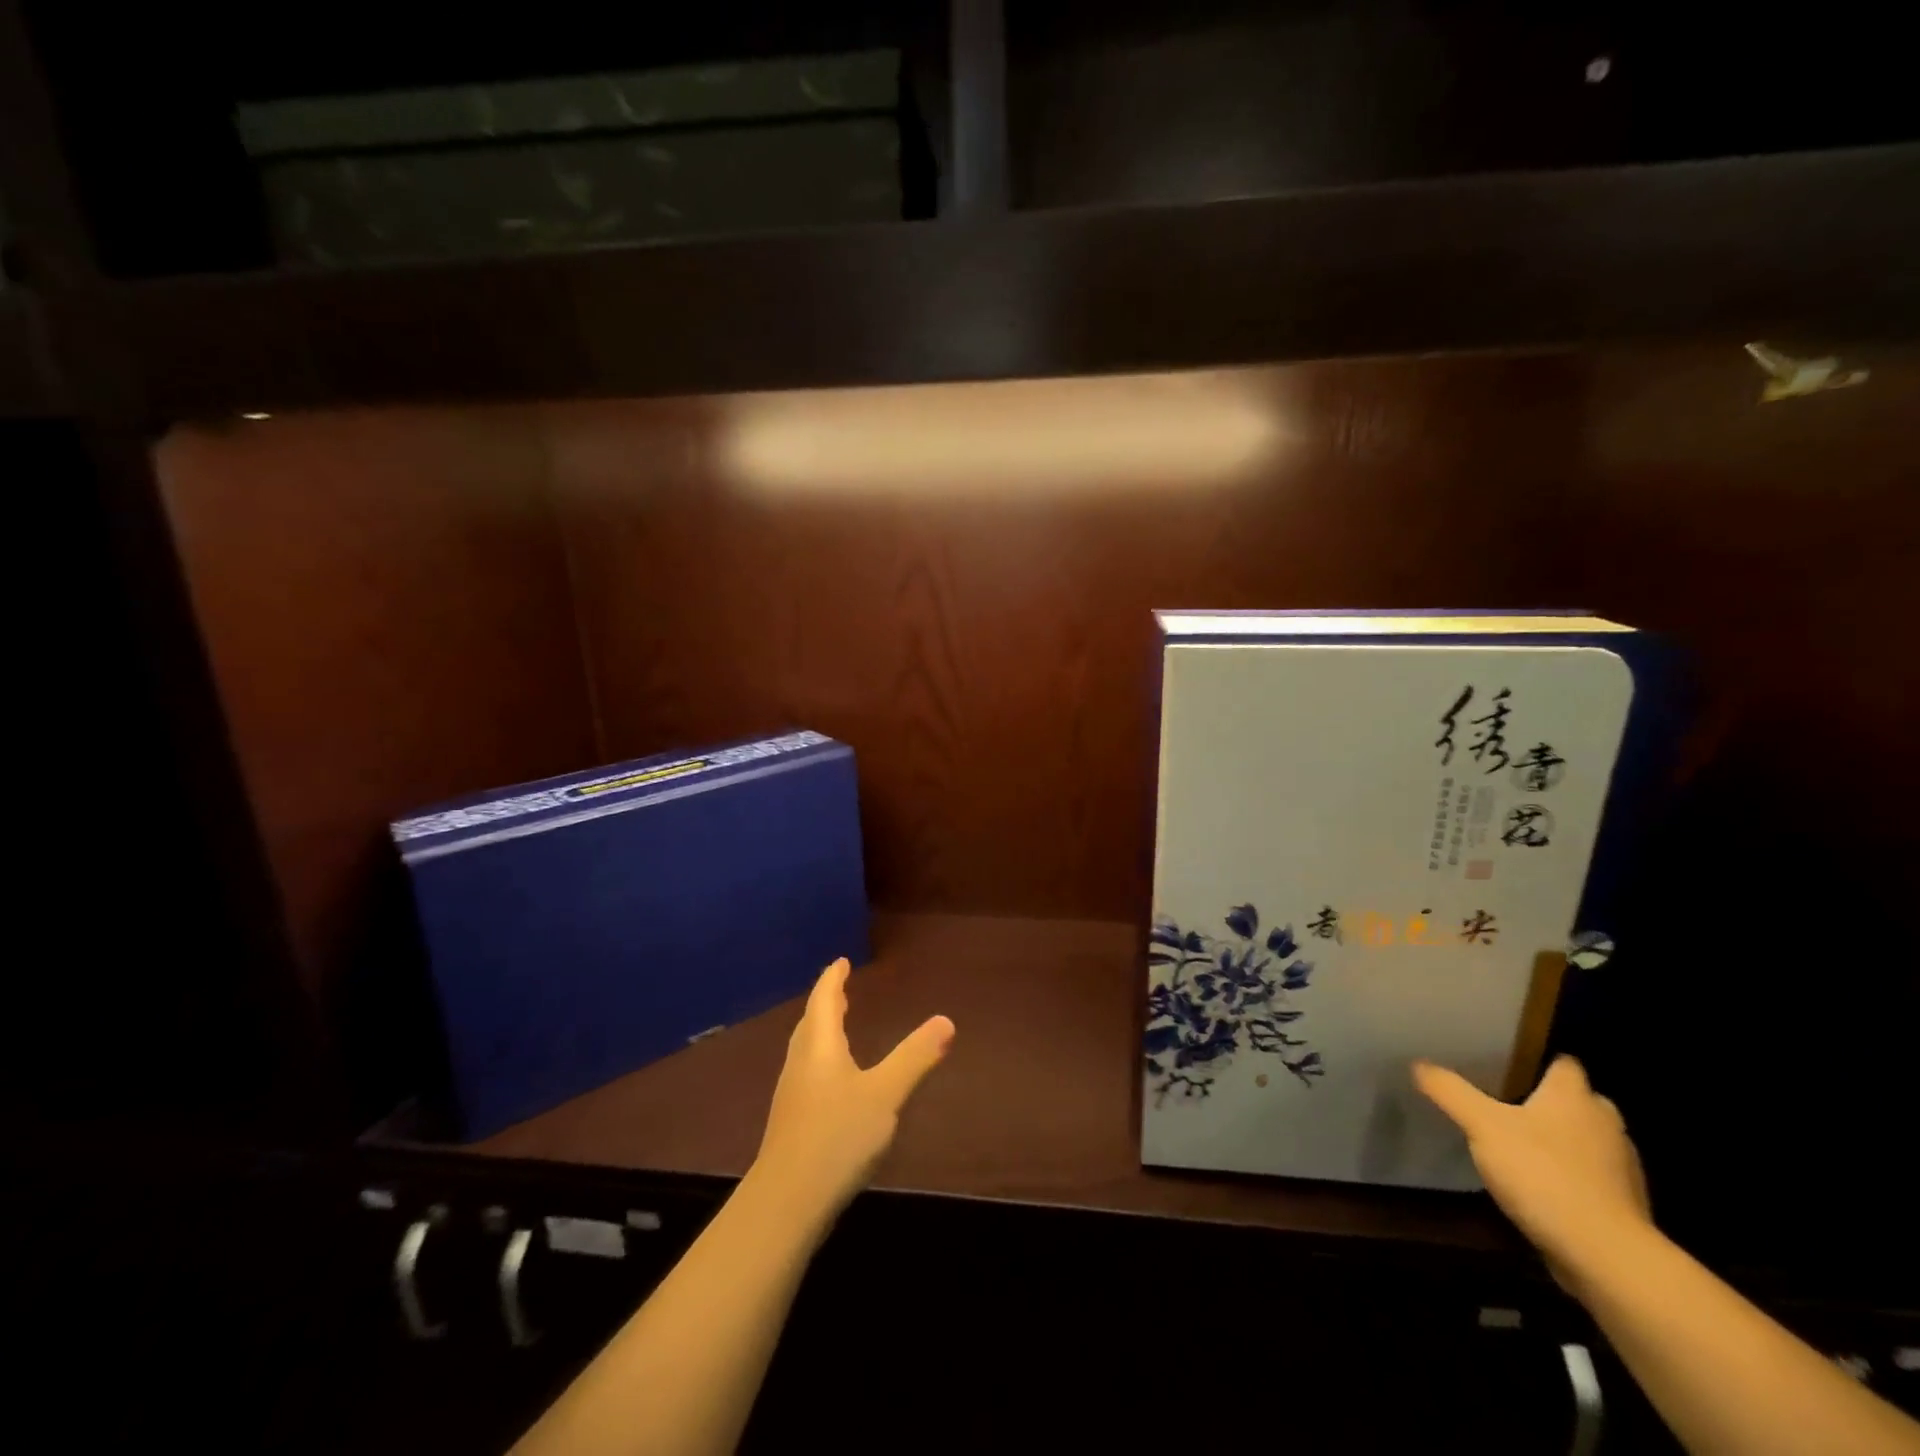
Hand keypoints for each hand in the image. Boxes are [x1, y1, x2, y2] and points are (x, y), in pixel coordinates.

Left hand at [750, 958, 953, 1225]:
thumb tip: (946, 1020)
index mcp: (820, 1046)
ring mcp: (792, 1094)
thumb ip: (914, 1057)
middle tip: (840, 989)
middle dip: (826, 1003)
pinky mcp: (791, 1122)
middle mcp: (801, 1062)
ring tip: (837, 1026)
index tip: (841, 962)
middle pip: (811, 1022)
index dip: (833, 979)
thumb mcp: (885, 1094)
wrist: (786, 1201)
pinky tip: (832, 1081)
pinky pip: (807, 1072)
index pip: (824, 1000)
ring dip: (821, 1030)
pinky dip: (820, 1058)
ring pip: (806, 1049)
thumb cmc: (837, 1137)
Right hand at [1414, 1055, 1651, 1286]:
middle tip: (1511, 1104)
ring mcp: (1622, 1167)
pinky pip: (1594, 1178)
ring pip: (1590, 1140)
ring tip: (1523, 1146)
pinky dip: (1574, 1177)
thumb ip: (1450, 1091)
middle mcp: (1605, 1124)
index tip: (1514, 1065)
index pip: (1565, 1064)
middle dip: (1553, 1102)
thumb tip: (1419, 1065)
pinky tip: (1543, 1187)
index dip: (1541, 1062)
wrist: (1605, 1255)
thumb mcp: (1481, 1125)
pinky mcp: (1626, 1206)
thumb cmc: (1543, 1173)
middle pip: (1580, 1101)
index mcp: (1574, 1097)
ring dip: (1565, 1141)